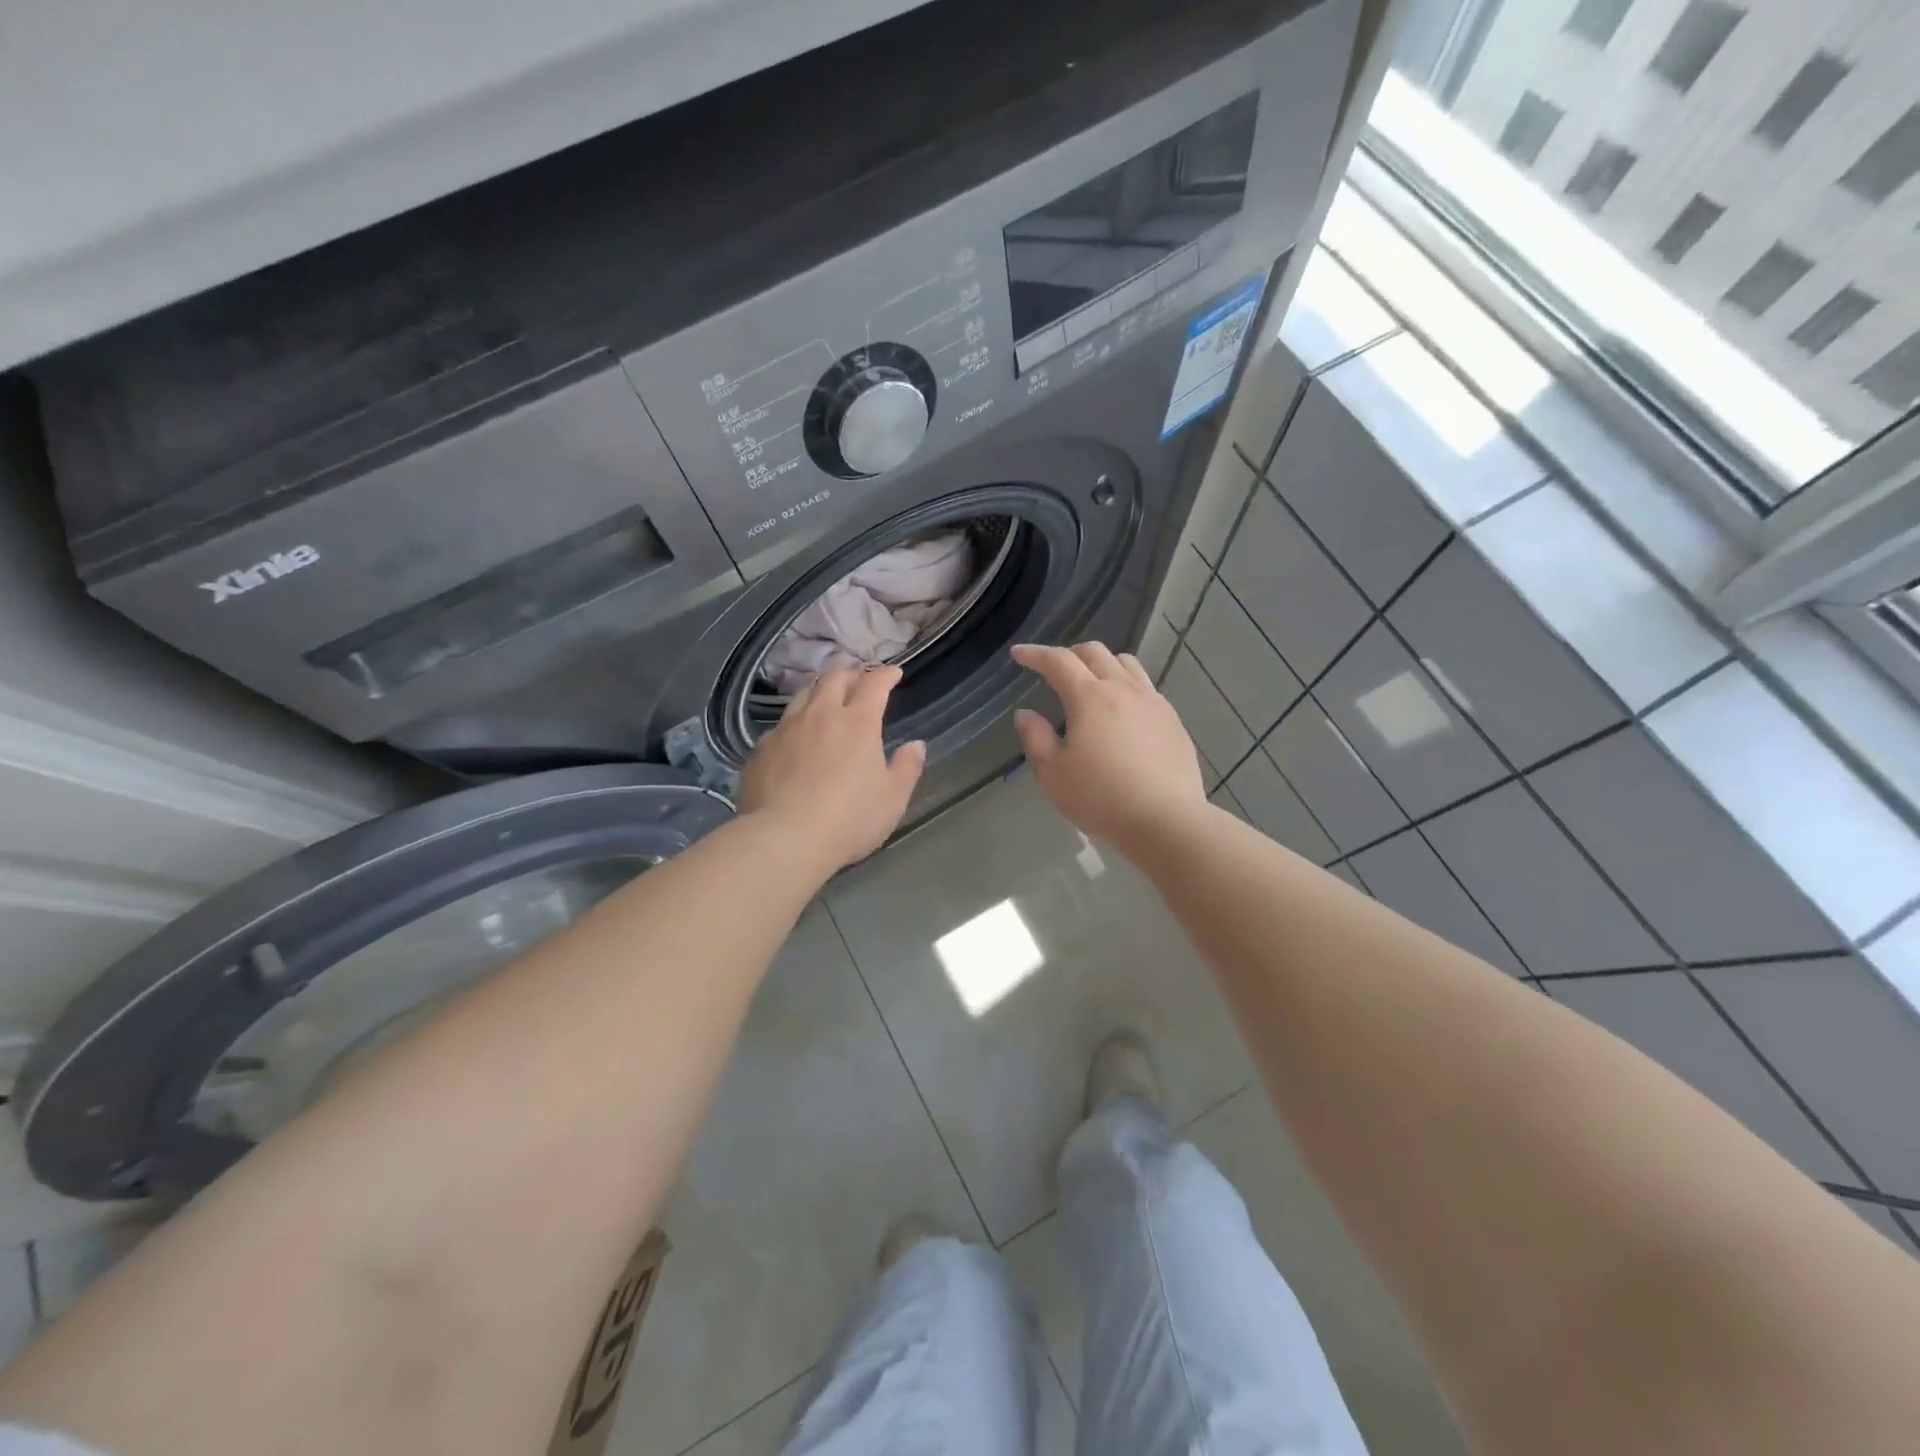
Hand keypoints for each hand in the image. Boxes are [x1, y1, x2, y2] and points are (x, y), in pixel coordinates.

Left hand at [737, 664, 926, 870]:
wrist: (784, 839)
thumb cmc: (849, 819)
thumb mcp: (893, 799)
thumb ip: (907, 768)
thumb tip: (916, 745)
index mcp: (858, 722)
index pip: (874, 683)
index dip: (885, 674)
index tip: (893, 674)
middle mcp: (820, 715)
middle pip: (834, 678)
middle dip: (851, 673)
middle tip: (859, 680)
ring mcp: (786, 729)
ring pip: (803, 695)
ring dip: (820, 692)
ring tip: (826, 701)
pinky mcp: (761, 749)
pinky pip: (781, 725)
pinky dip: (795, 723)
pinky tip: (796, 738)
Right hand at [1011, 642, 1207, 851]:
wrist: (1166, 821)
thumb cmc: (1101, 799)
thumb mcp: (1053, 774)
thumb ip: (1035, 738)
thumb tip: (1026, 714)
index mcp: (1089, 697)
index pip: (1058, 661)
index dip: (1035, 654)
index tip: (1018, 654)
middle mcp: (1124, 689)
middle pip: (1095, 653)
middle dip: (1069, 654)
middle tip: (1053, 671)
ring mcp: (1154, 703)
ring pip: (1126, 664)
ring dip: (1102, 664)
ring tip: (1091, 685)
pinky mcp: (1173, 721)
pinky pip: (1146, 688)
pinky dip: (1126, 687)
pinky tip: (1122, 713)